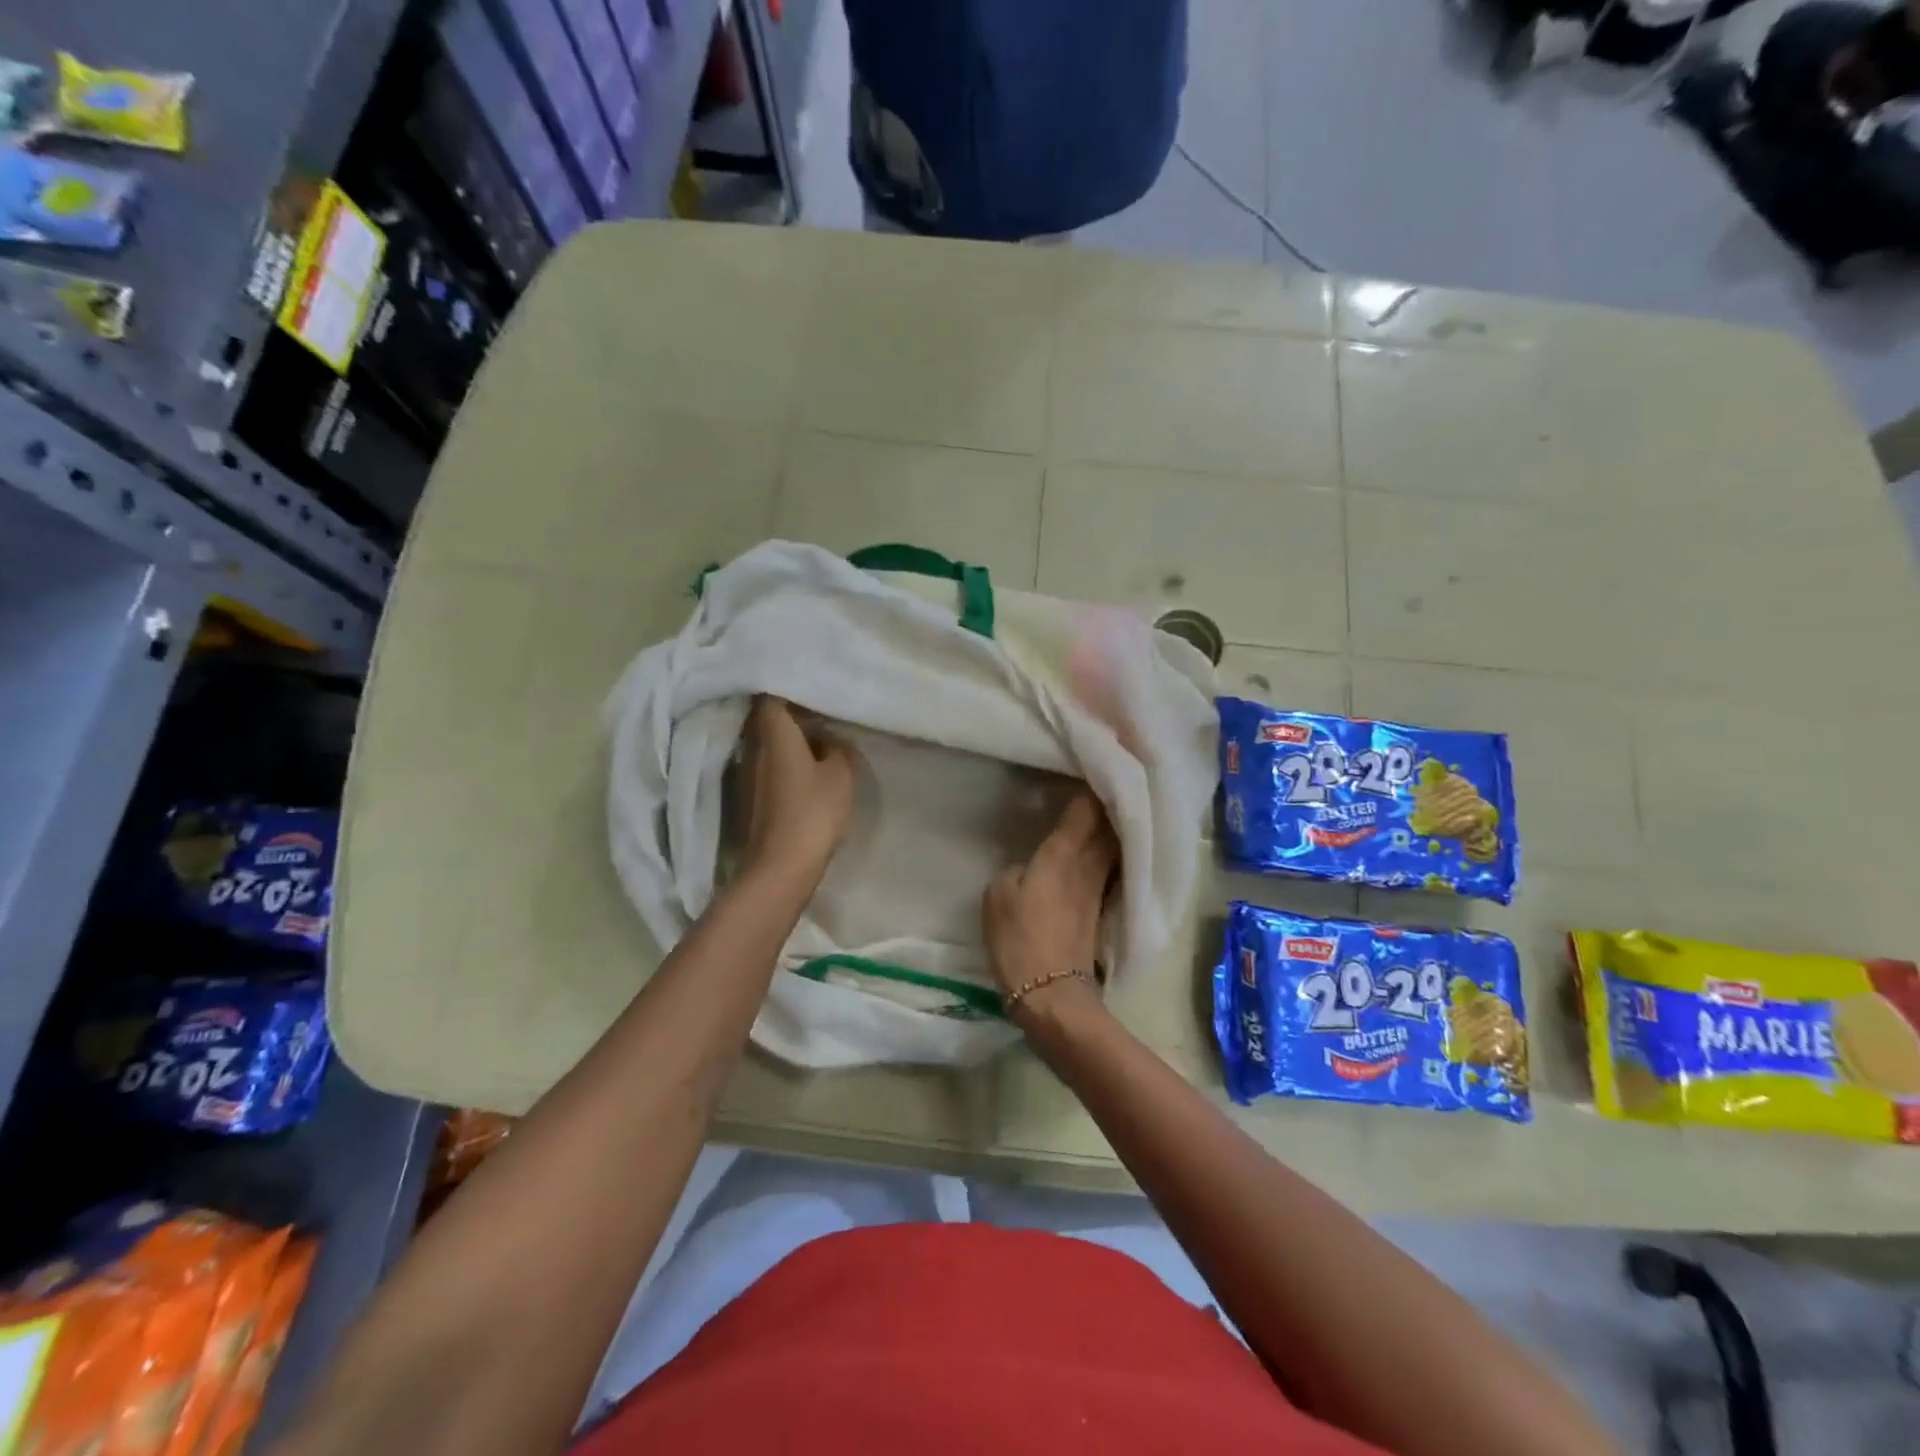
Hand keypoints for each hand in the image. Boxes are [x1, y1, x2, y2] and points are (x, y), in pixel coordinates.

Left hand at [741, 696, 856, 885]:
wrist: (779, 867)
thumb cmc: (812, 811)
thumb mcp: (841, 775)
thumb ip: (839, 748)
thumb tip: (831, 740)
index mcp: (773, 733)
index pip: (772, 695)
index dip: (791, 687)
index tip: (814, 687)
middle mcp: (751, 747)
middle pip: (767, 719)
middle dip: (792, 713)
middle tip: (822, 713)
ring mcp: (745, 774)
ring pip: (767, 744)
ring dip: (789, 741)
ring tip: (819, 742)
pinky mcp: (747, 797)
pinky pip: (766, 767)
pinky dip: (783, 763)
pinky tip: (806, 772)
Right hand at [984, 789, 1116, 1020]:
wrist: (1052, 993)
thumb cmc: (1021, 938)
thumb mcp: (999, 895)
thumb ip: (1016, 869)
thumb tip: (1032, 866)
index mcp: (1064, 852)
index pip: (1086, 808)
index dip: (1090, 784)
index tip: (1089, 765)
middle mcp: (1090, 863)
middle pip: (1109, 822)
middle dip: (1108, 799)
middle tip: (1102, 779)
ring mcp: (1101, 887)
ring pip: (1113, 844)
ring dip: (1111, 824)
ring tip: (1101, 807)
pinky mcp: (1101, 908)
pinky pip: (1110, 866)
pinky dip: (1109, 850)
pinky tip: (1098, 847)